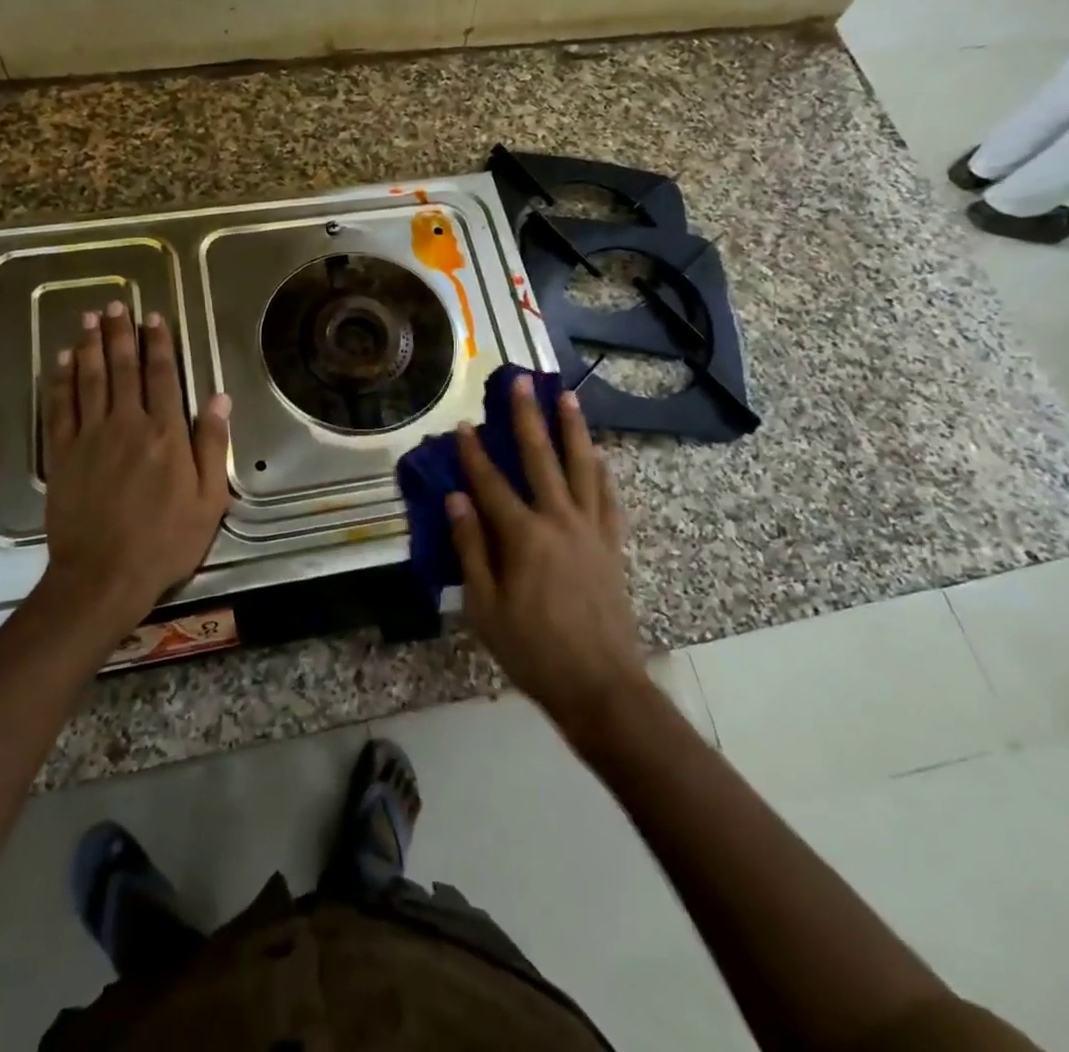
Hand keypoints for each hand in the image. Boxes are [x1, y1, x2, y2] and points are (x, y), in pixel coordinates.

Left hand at [39, 303, 231, 646]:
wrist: (103, 576)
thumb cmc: (165, 541)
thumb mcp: (209, 498)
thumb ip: (212, 444)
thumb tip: (219, 397)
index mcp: (166, 434)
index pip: (162, 376)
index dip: (158, 343)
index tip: (154, 318)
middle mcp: (126, 425)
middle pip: (123, 368)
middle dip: (121, 334)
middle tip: (116, 305)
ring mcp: (89, 437)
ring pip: (90, 380)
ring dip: (90, 346)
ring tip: (90, 320)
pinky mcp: (62, 454)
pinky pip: (60, 407)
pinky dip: (62, 380)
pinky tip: (63, 361)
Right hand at [449, 376, 649, 736]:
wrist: (600, 686)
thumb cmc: (533, 651)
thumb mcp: (485, 607)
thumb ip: (470, 548)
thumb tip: (456, 499)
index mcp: (524, 537)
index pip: (491, 484)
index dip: (474, 453)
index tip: (463, 423)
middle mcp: (560, 521)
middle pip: (541, 458)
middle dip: (527, 418)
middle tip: (521, 382)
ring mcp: (591, 530)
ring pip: (582, 467)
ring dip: (572, 429)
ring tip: (566, 397)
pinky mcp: (612, 545)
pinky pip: (608, 498)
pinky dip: (601, 472)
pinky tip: (598, 456)